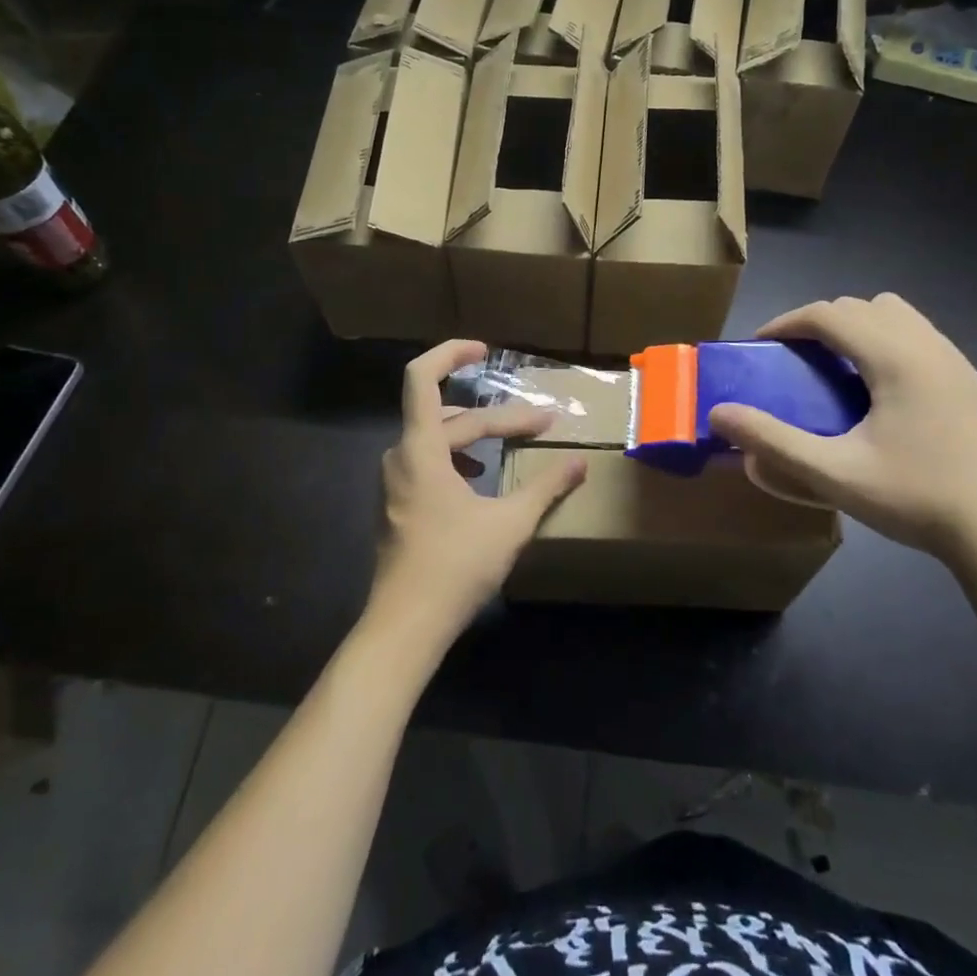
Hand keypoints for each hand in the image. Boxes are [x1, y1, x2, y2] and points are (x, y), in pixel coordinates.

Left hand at [369, 340, 586, 644]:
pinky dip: (459, 459)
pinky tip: (481, 478)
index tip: (485, 350)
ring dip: (477, 437)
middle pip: (451, 418)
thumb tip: (581, 462)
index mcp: (421, 449)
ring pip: (439, 441)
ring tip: (513, 443)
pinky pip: (429, 463)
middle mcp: (401, 457)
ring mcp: (395, 483)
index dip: (451, 354)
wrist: (406, 625)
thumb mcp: (510, 523)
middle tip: (543, 425)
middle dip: (500, 418)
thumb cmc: (456, 566)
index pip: (422, 378)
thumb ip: (546, 487)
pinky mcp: (398, 506)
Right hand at [708, 295, 976, 567]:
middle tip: (792, 360)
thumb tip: (719, 414)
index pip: (829, 314)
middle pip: (860, 306)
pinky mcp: (965, 378)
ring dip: (855, 326)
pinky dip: (883, 339)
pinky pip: (915, 333)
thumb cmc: (915, 498)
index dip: (787, 322)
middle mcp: (926, 345)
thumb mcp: (834, 474)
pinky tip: (875, 387)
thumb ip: (774, 441)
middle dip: (817, 322)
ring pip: (893, 313)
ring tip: (834, 367)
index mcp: (895, 359)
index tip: (761, 347)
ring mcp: (952, 359)